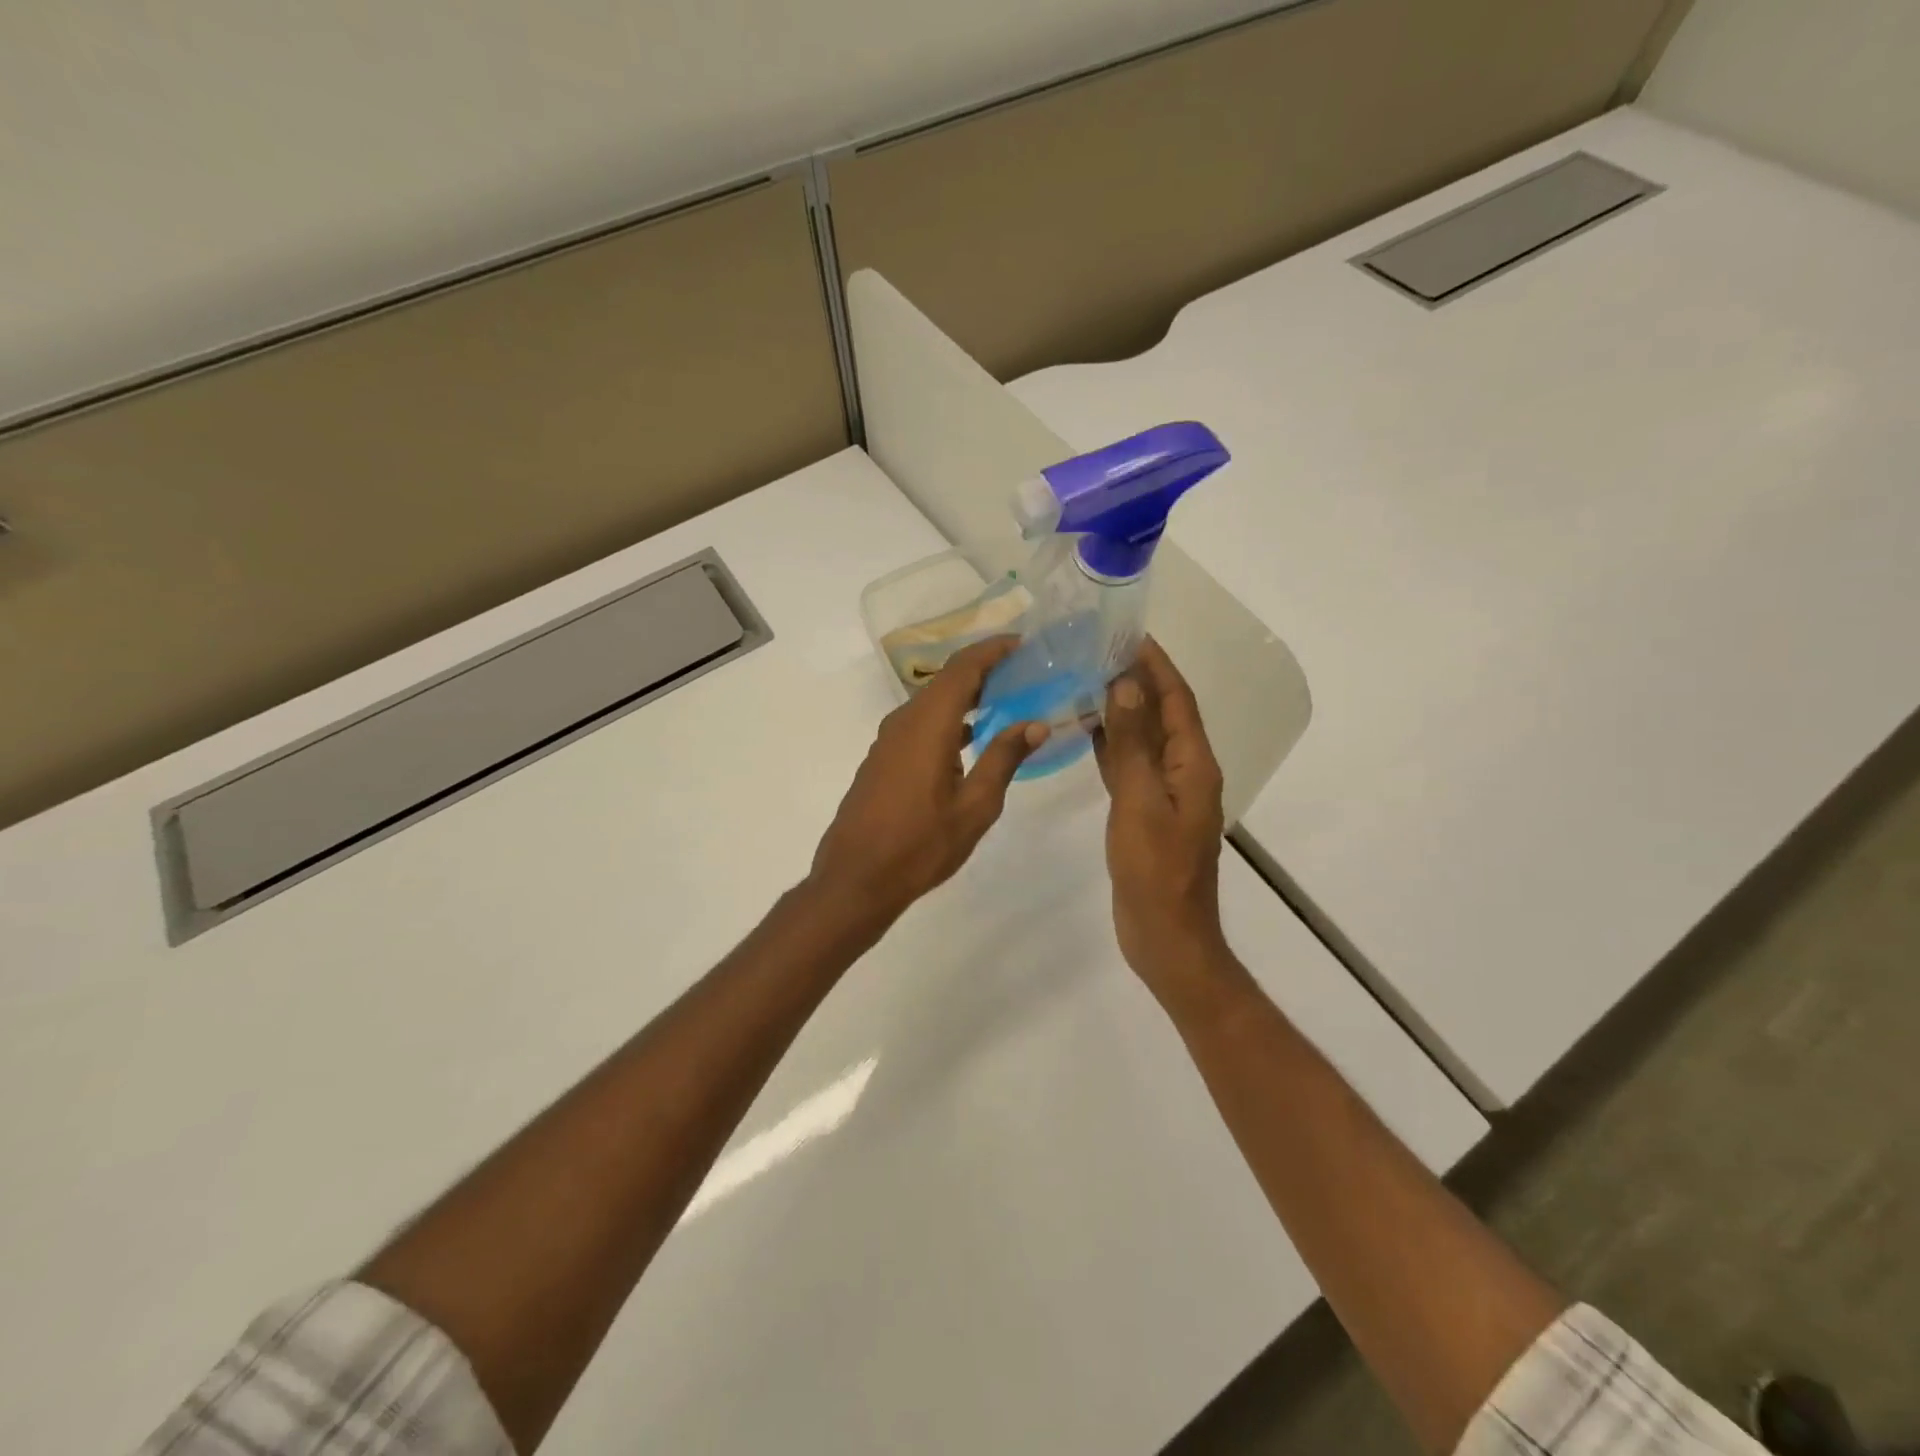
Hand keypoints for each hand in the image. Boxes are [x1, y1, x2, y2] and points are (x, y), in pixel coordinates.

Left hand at [809, 637, 1048, 929]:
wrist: (855, 879)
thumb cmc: (920, 845)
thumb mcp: (975, 806)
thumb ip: (1004, 758)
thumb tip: (1035, 723)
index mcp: (928, 725)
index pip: (963, 669)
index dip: (992, 650)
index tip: (1022, 643)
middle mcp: (904, 722)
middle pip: (946, 681)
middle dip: (984, 671)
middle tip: (1023, 673)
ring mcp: (888, 741)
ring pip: (931, 703)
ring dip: (966, 697)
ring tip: (1004, 702)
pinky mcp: (882, 759)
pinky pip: (919, 724)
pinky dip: (948, 720)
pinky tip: (969, 739)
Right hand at [1093, 639, 1234, 1003]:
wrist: (1165, 936)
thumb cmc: (1155, 870)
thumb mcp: (1141, 802)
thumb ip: (1133, 744)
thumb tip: (1127, 685)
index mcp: (1194, 765)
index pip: (1177, 700)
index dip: (1157, 665)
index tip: (1129, 633)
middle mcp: (1184, 772)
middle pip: (1162, 714)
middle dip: (1136, 680)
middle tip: (1097, 650)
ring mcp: (1164, 794)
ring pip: (1143, 739)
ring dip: (1121, 709)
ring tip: (1086, 679)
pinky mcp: (1144, 812)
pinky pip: (1128, 766)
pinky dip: (1110, 745)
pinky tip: (1085, 730)